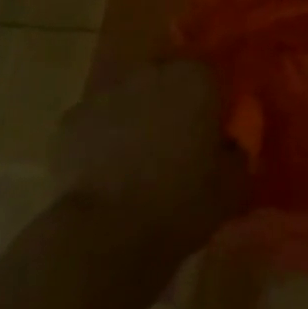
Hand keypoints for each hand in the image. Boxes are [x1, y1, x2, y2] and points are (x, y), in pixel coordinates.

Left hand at [53, 59, 247, 251]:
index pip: (211, 75)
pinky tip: (104, 171)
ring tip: (137, 159)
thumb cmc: (181, 203)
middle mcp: (151, 71)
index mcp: (196, 78)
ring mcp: (106, 92)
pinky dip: (100, 138)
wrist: (106, 237)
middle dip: (171, 102)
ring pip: (128, 97)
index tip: (211, 132)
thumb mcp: (233, 184)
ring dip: (135, 116)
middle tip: (175, 142)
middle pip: (166, 78)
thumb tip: (231, 146)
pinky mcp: (70, 120)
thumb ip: (238, 153)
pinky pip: (95, 122)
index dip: (212, 103)